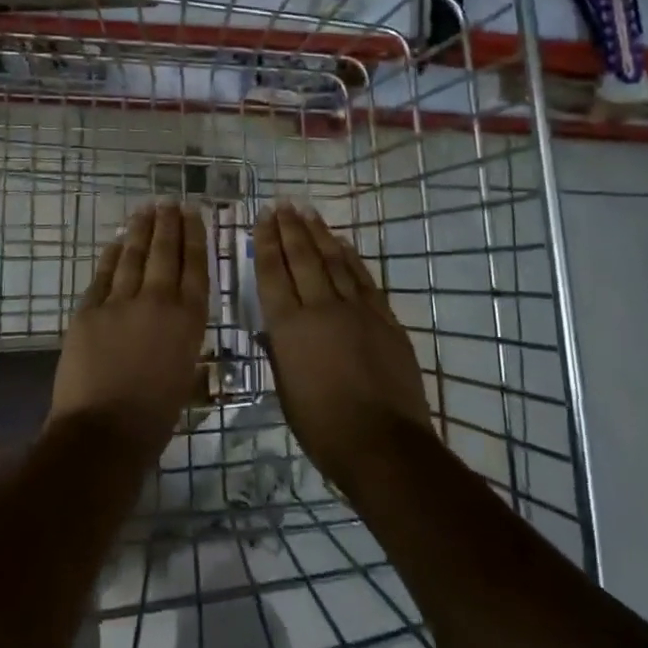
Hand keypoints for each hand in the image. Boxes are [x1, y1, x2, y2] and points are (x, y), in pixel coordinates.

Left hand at [51, 202, 208, 459]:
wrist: (104, 431)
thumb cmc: (155, 416)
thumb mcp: (185, 372)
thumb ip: (182, 337)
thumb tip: (177, 317)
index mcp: (188, 320)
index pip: (194, 266)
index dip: (194, 236)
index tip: (193, 214)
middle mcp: (158, 301)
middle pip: (165, 252)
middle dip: (168, 224)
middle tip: (169, 202)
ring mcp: (120, 302)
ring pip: (133, 256)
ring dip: (140, 230)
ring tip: (146, 210)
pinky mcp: (89, 310)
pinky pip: (103, 275)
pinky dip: (111, 256)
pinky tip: (116, 241)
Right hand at [254, 203, 434, 494]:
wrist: (383, 443)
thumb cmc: (323, 427)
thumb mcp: (287, 392)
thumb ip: (280, 353)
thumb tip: (274, 331)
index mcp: (289, 327)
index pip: (273, 273)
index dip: (267, 242)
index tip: (263, 218)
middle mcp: (320, 308)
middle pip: (302, 257)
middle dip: (290, 228)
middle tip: (283, 204)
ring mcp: (356, 310)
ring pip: (333, 261)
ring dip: (319, 234)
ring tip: (308, 211)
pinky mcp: (384, 318)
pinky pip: (363, 279)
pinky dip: (351, 257)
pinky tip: (343, 243)